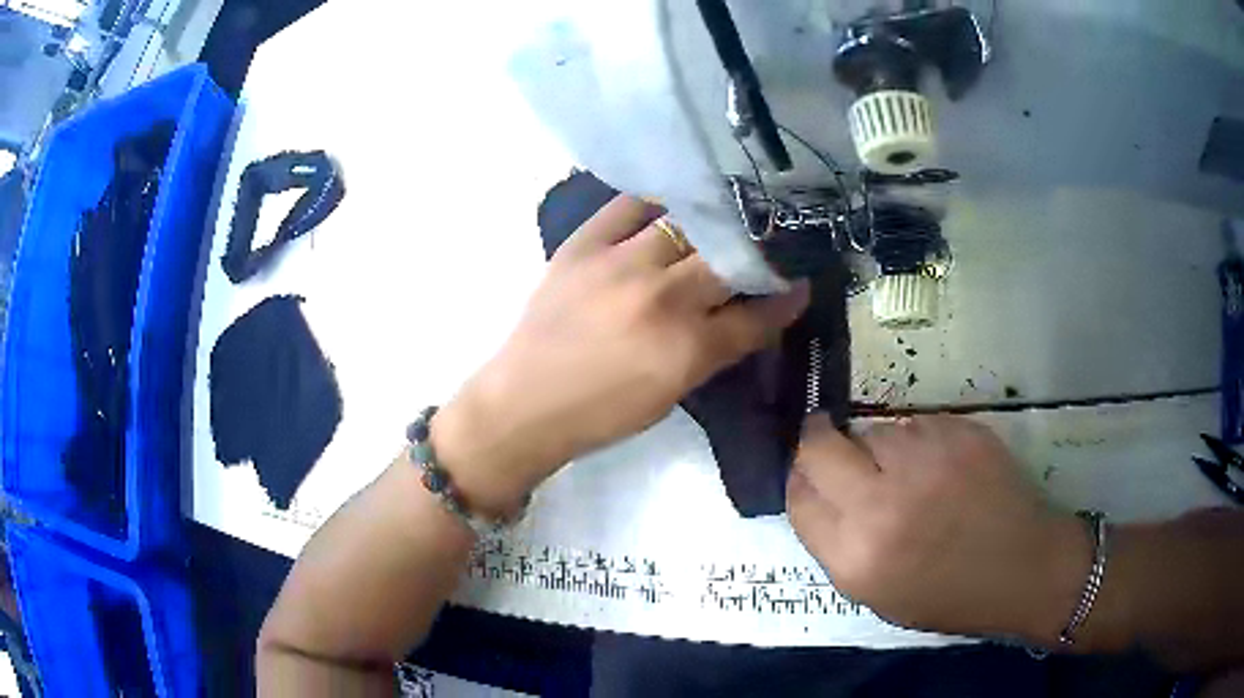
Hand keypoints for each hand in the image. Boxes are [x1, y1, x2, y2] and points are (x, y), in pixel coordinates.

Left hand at [435, 196, 809, 514]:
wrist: (525, 402)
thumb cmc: (602, 413)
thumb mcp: (672, 394)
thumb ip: (717, 350)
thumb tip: (753, 314)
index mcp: (686, 349)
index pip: (756, 315)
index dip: (785, 298)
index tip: (800, 283)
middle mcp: (660, 298)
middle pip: (728, 259)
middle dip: (757, 252)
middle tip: (767, 244)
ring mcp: (619, 264)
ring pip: (687, 225)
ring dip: (713, 222)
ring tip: (725, 216)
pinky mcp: (583, 245)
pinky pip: (630, 205)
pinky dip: (657, 202)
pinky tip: (671, 203)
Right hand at [788, 414, 1089, 644]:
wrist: (1024, 568)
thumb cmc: (950, 596)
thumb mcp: (877, 595)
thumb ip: (838, 545)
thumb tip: (818, 494)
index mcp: (856, 557)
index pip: (798, 498)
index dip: (798, 480)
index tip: (808, 475)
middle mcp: (882, 504)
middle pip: (820, 447)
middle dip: (819, 442)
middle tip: (833, 445)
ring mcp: (924, 461)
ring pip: (875, 430)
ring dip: (879, 447)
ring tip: (909, 472)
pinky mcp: (959, 432)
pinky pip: (917, 423)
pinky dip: (920, 441)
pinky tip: (942, 466)